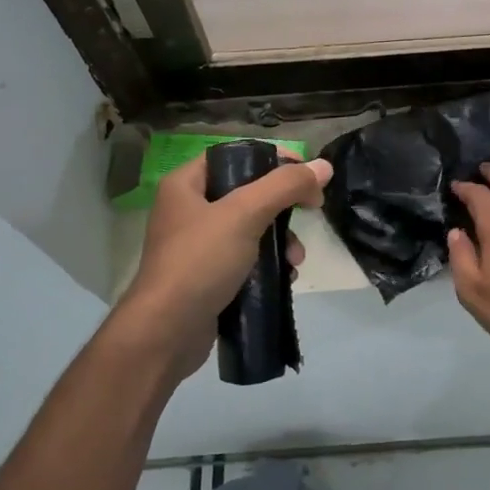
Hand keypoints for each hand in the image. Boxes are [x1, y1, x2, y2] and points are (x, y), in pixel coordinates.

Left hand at [119, 151, 331, 376]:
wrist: (166, 334)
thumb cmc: (200, 262)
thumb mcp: (245, 214)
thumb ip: (285, 186)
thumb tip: (324, 166)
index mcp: (186, 184)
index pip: (236, 156)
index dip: (273, 160)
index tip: (306, 174)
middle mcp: (188, 209)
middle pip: (248, 193)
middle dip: (282, 208)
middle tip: (310, 214)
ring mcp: (197, 246)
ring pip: (251, 228)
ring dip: (281, 240)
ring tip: (295, 260)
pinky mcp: (207, 276)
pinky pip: (246, 258)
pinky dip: (268, 264)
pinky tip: (284, 277)